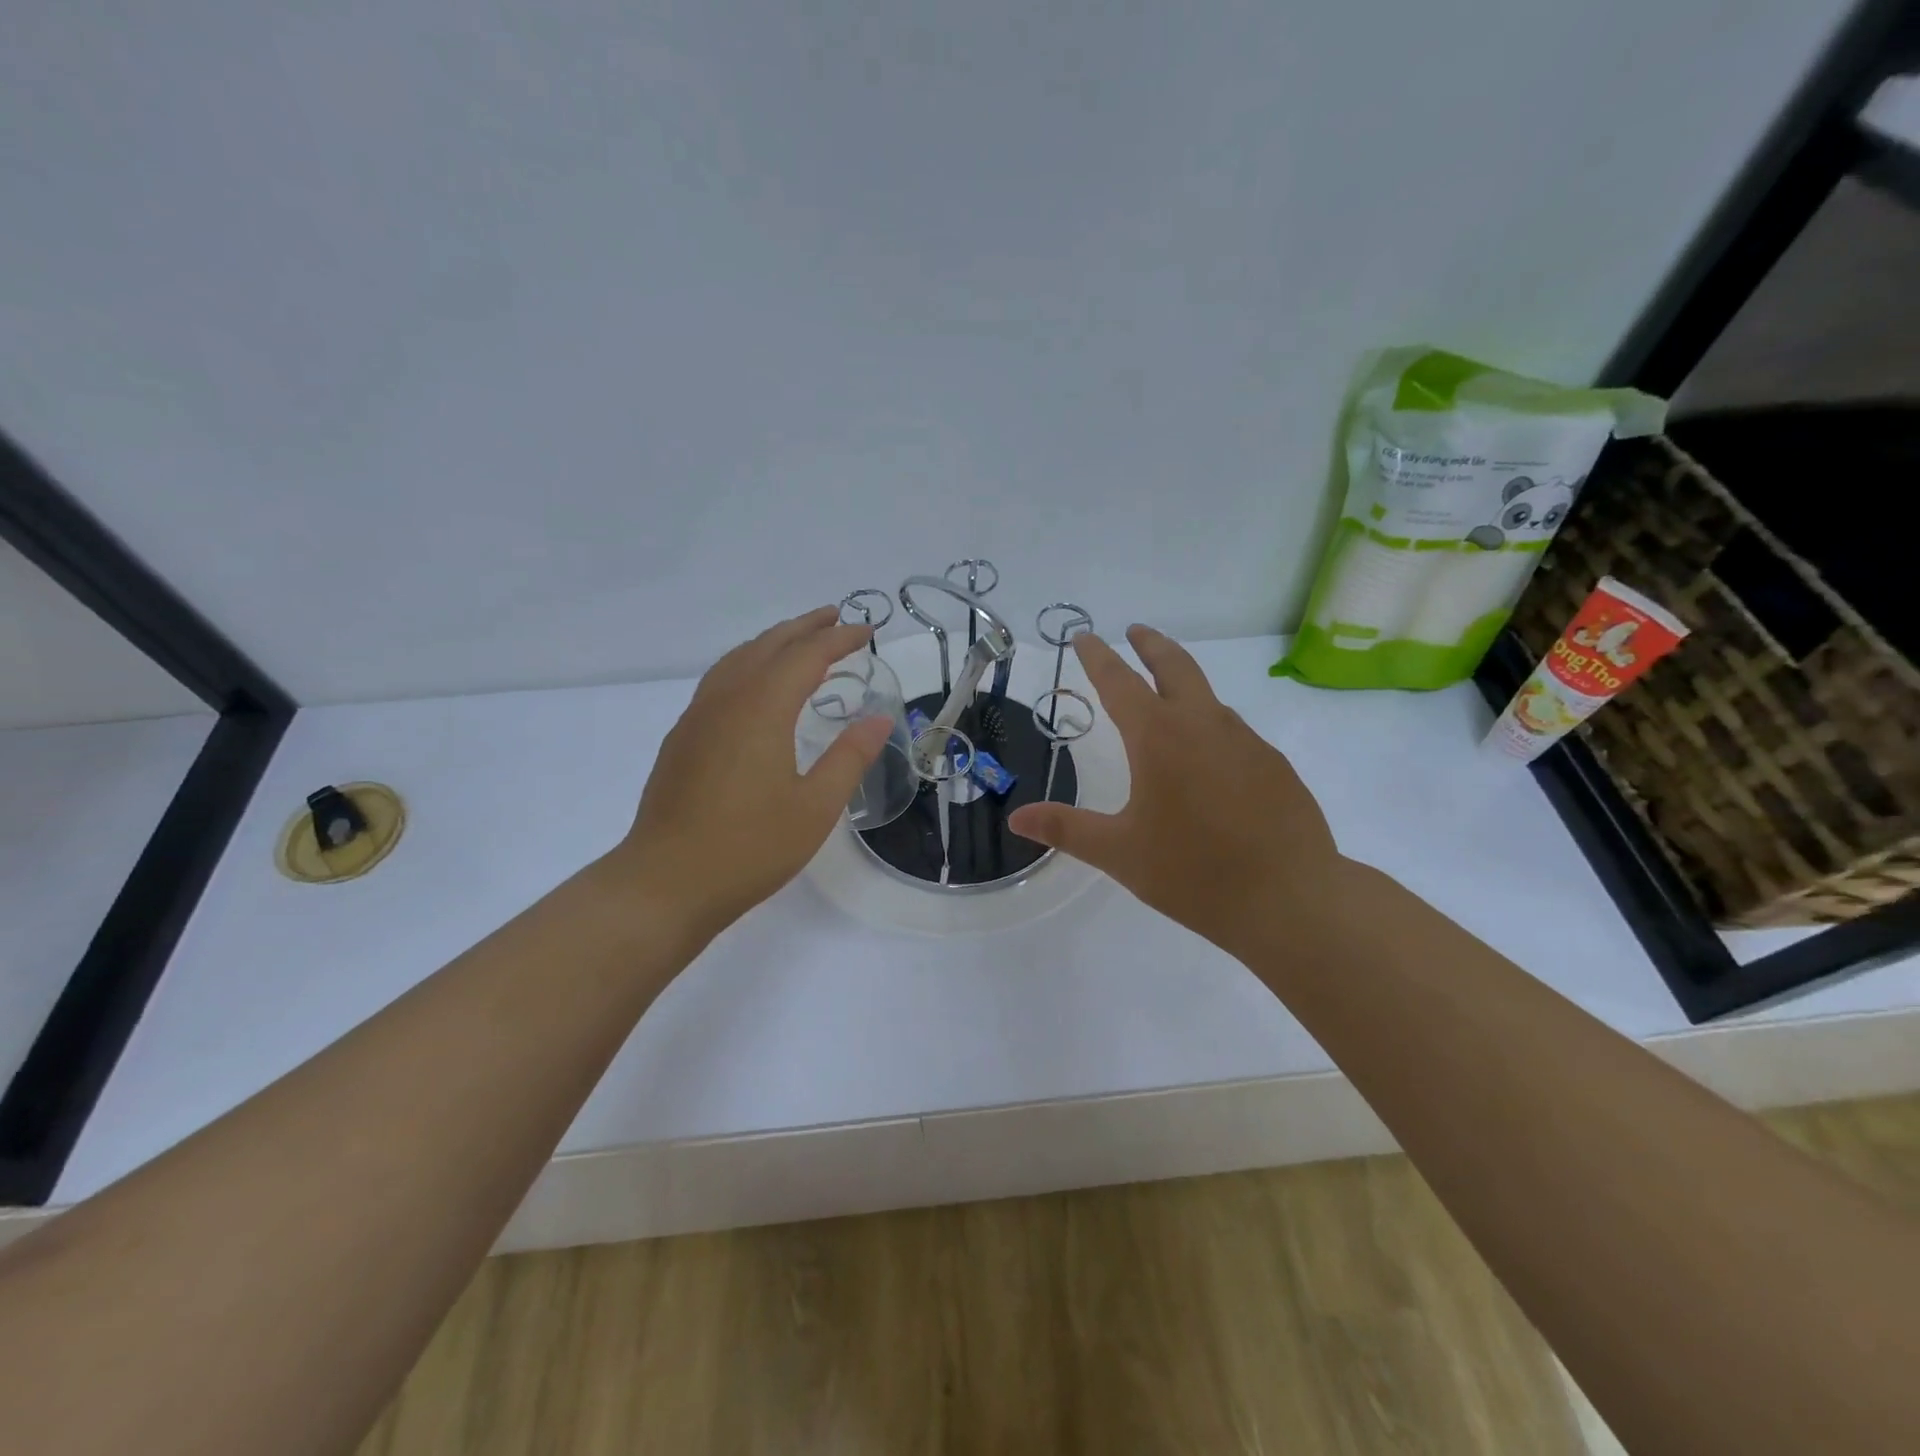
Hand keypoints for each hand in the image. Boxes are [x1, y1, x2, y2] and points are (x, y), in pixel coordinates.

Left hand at [607, 607, 892, 948]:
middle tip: (837, 618)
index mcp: (761, 709)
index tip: (867, 632)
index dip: (839, 639)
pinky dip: (748, 663)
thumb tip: (879, 718)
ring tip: (800, 641)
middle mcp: (725, 700)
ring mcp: (697, 717)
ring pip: (738, 658)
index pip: (806, 655)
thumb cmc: (750, 847)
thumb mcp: (816, 807)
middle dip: (805, 627)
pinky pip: (720, 680)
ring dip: (773, 642)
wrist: (666, 882)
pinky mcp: (683, 738)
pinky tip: (756, 685)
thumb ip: (850, 757)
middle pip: (768, 645)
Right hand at [1007, 625, 1344, 956]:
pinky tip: (1209, 762)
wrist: (1290, 899)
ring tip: (1167, 700)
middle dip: (1151, 645)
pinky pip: (1234, 734)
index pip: (1119, 682)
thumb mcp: (1120, 853)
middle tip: (1135, 631)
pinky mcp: (1275, 766)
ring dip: (1184, 687)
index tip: (1085, 636)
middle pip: (1175, 667)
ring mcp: (1246, 742)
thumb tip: (1016, 818)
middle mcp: (1204, 725)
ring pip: (1209, 700)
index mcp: (1159, 738)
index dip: (1098, 657)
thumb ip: (1066, 828)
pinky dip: (1211, 728)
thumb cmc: (1193, 872)